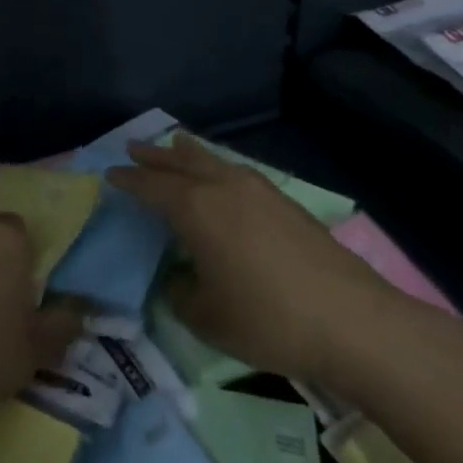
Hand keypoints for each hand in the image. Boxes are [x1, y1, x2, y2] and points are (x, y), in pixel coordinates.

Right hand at [108, 134, 398, 381]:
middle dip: (155, 156)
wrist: (352, 320)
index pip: (152, 186)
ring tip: (175, 142)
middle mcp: (224, 188)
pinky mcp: (286, 203)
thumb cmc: (267, 319)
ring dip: (189, 153)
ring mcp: (259, 191)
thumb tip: (179, 277)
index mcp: (196, 209)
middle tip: (133, 146)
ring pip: (214, 161)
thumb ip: (181, 293)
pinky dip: (218, 166)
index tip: (110, 174)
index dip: (129, 180)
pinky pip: (238, 171)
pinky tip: (223, 175)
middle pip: (181, 163)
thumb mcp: (206, 317)